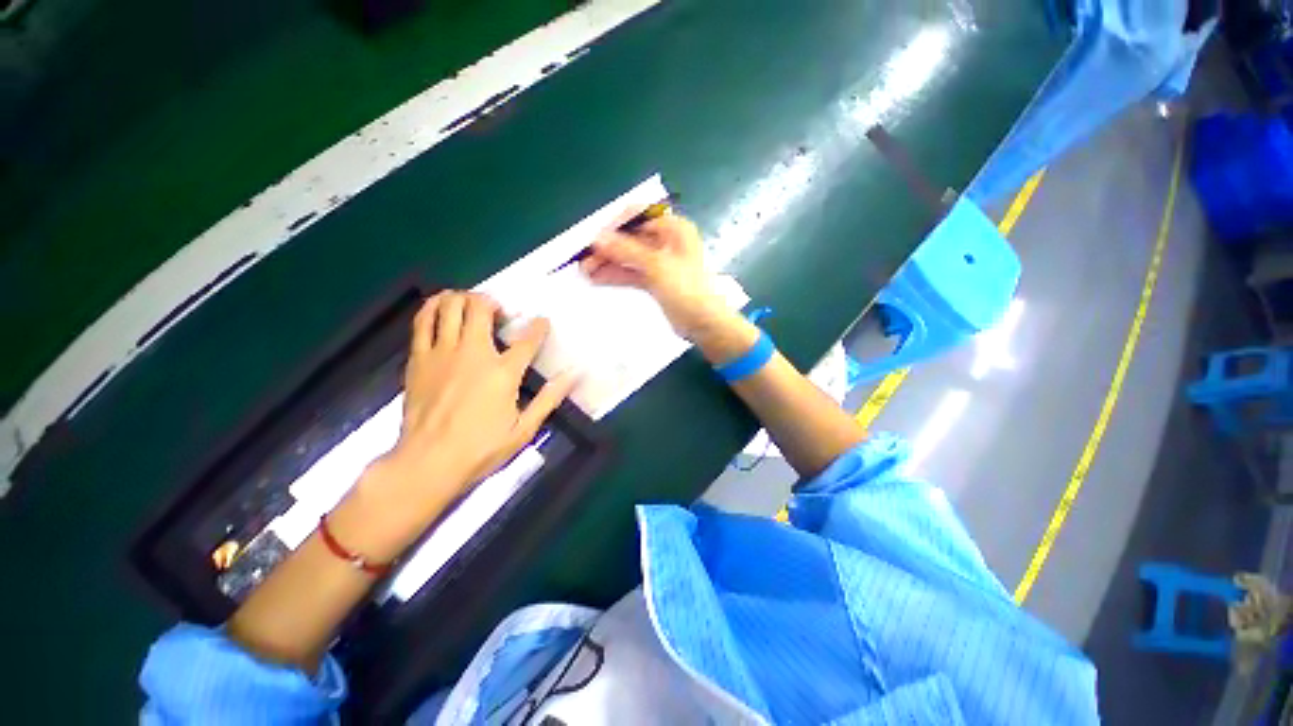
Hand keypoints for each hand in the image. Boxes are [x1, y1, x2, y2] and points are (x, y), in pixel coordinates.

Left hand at [359, 292, 573, 537]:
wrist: (428, 463)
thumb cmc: (481, 449)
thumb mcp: (524, 428)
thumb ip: (549, 398)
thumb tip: (573, 375)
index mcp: (503, 372)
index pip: (528, 339)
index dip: (539, 326)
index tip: (542, 322)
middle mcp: (474, 353)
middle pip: (480, 308)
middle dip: (492, 302)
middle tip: (498, 312)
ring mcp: (443, 352)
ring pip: (450, 306)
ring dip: (463, 298)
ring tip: (471, 305)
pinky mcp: (419, 358)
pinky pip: (423, 320)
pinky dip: (433, 307)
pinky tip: (441, 308)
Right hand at [581, 209, 728, 339]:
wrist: (704, 323)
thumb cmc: (686, 289)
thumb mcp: (656, 266)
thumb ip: (626, 251)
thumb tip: (597, 238)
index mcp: (673, 228)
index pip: (638, 216)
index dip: (614, 226)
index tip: (594, 240)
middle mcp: (666, 241)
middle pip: (631, 239)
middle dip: (608, 249)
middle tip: (584, 261)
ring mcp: (661, 262)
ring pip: (629, 258)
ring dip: (609, 263)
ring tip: (585, 272)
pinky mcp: (656, 281)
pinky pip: (633, 273)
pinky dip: (617, 276)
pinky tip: (597, 280)